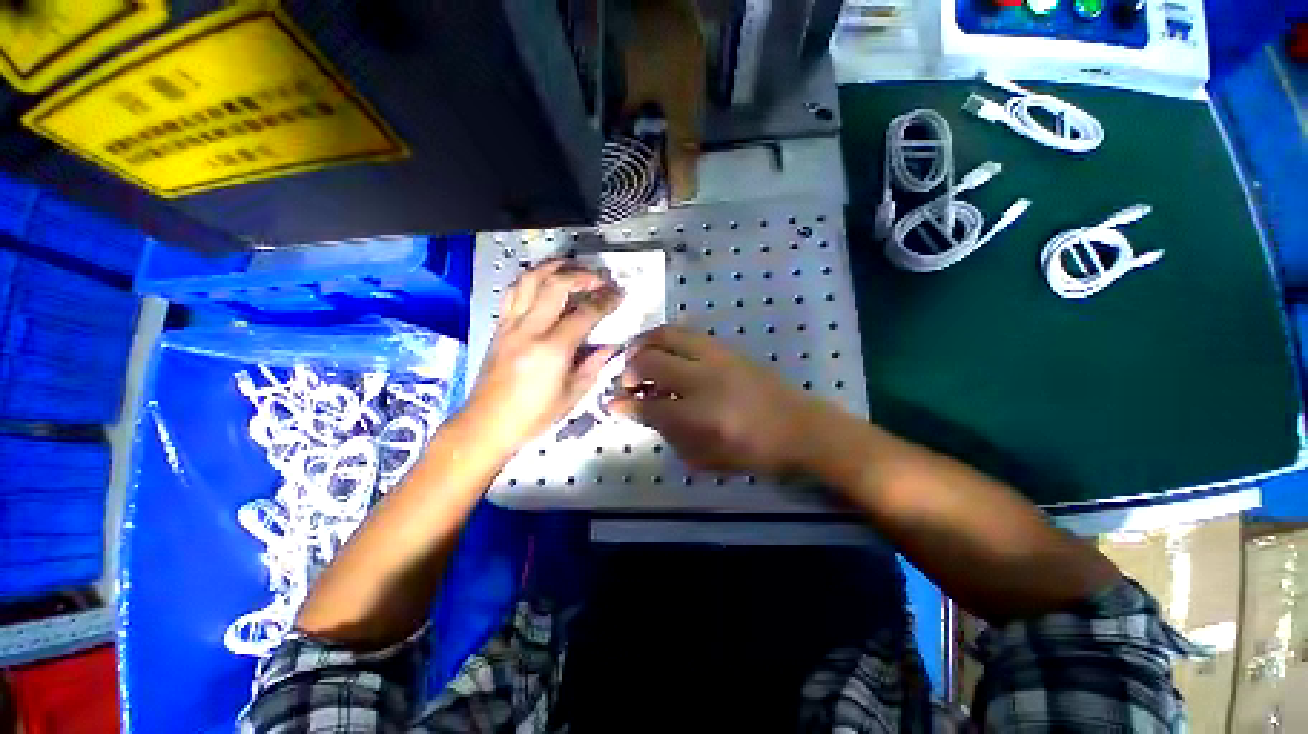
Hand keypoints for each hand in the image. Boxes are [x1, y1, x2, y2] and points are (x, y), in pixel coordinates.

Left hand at [465, 261, 622, 451]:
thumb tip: (609, 346)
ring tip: (571, 267)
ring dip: (552, 267)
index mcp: (551, 350)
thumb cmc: (532, 416)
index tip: (619, 293)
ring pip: (529, 280)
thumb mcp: (572, 396)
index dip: (605, 300)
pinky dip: (531, 279)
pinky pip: (513, 292)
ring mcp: (510, 325)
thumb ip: (593, 366)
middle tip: (598, 277)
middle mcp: (528, 330)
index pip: (584, 313)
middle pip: (554, 284)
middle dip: (581, 274)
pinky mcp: (499, 327)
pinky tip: (543, 282)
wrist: (485, 425)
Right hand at [611, 326, 829, 476]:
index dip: (626, 404)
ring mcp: (717, 357)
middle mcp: (704, 378)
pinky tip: (664, 352)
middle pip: (652, 360)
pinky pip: (686, 332)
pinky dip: (666, 338)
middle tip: (627, 379)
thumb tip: (636, 410)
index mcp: (700, 414)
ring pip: (667, 334)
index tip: (614, 403)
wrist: (800, 427)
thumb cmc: (753, 451)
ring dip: (645, 343)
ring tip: (638, 356)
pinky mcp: (727, 348)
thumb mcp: (706, 456)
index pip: (649, 404)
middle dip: (630, 368)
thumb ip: (668, 433)